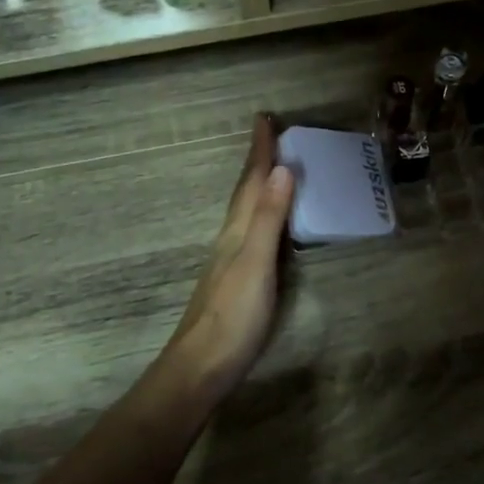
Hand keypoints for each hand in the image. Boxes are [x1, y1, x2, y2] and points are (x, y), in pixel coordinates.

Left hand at [156, 115, 294, 401]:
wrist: (201, 366)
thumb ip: (270, 219)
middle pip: (245, 191)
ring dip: (258, 184)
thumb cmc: (233, 316)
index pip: (251, 181)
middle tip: (270, 133)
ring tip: (271, 167)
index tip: (265, 118)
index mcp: (238, 230)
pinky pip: (252, 231)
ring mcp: (232, 259)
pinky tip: (266, 224)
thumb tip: (282, 169)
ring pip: (246, 210)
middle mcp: (232, 238)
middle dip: (258, 161)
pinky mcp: (237, 280)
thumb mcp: (256, 264)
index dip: (260, 150)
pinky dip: (262, 213)